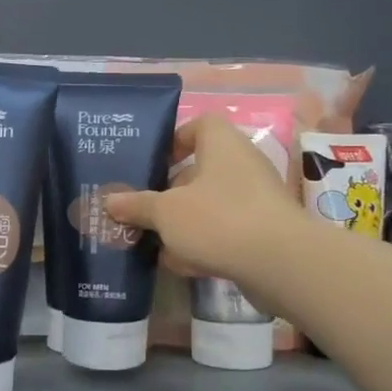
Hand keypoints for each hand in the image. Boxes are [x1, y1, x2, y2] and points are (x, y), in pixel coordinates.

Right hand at [102, 114, 306, 306]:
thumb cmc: (218, 219)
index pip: (198, 126)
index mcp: (221, 144)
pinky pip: (226, 229)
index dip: (174, 141)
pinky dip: (205, 243)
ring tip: (155, 241)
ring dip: (184, 221)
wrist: (281, 263)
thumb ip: (137, 205)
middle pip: (200, 170)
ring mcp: (256, 198)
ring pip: (211, 204)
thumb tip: (110, 200)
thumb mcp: (166, 212)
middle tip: (143, 209)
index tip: (153, 164)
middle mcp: (242, 164)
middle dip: (170, 192)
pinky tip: (182, 264)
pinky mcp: (264, 230)